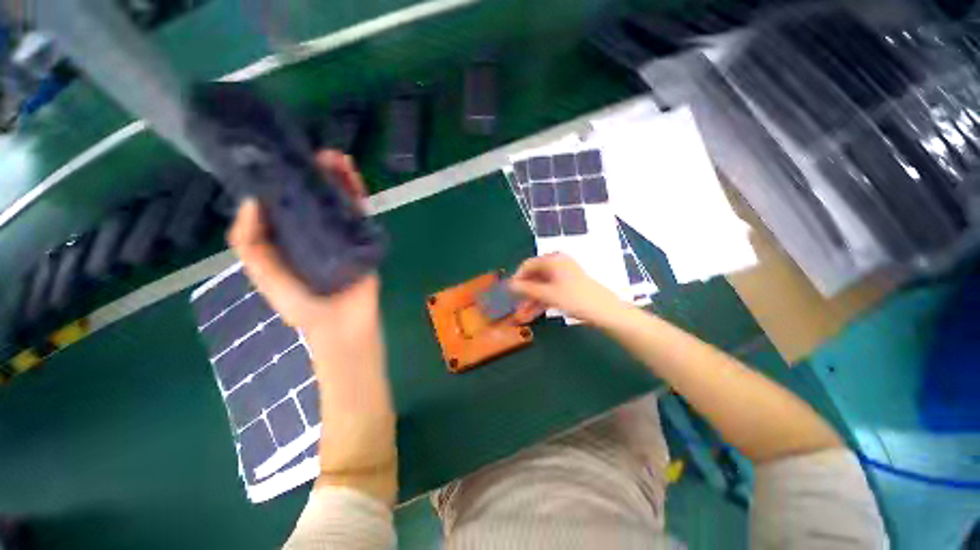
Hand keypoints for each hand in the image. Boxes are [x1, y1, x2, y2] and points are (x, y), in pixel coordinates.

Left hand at [229, 151, 395, 503]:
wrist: (345, 328)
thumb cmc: (304, 307)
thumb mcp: (266, 276)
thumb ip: (251, 244)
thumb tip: (250, 201)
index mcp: (290, 241)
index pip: (287, 204)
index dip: (283, 180)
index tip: (281, 157)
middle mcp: (316, 233)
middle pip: (316, 198)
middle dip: (314, 174)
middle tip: (314, 153)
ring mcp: (344, 237)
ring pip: (340, 202)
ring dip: (338, 179)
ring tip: (334, 157)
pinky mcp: (366, 242)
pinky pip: (361, 215)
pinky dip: (357, 196)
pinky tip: (352, 178)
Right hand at [509, 253, 626, 325]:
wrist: (605, 311)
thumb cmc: (575, 298)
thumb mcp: (548, 294)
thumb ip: (526, 289)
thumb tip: (509, 285)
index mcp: (553, 260)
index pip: (528, 265)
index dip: (517, 278)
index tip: (509, 292)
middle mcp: (557, 264)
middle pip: (534, 277)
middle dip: (524, 293)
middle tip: (515, 306)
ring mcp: (563, 276)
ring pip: (541, 287)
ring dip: (531, 300)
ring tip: (521, 316)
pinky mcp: (568, 287)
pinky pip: (550, 291)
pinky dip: (541, 302)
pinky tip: (532, 314)